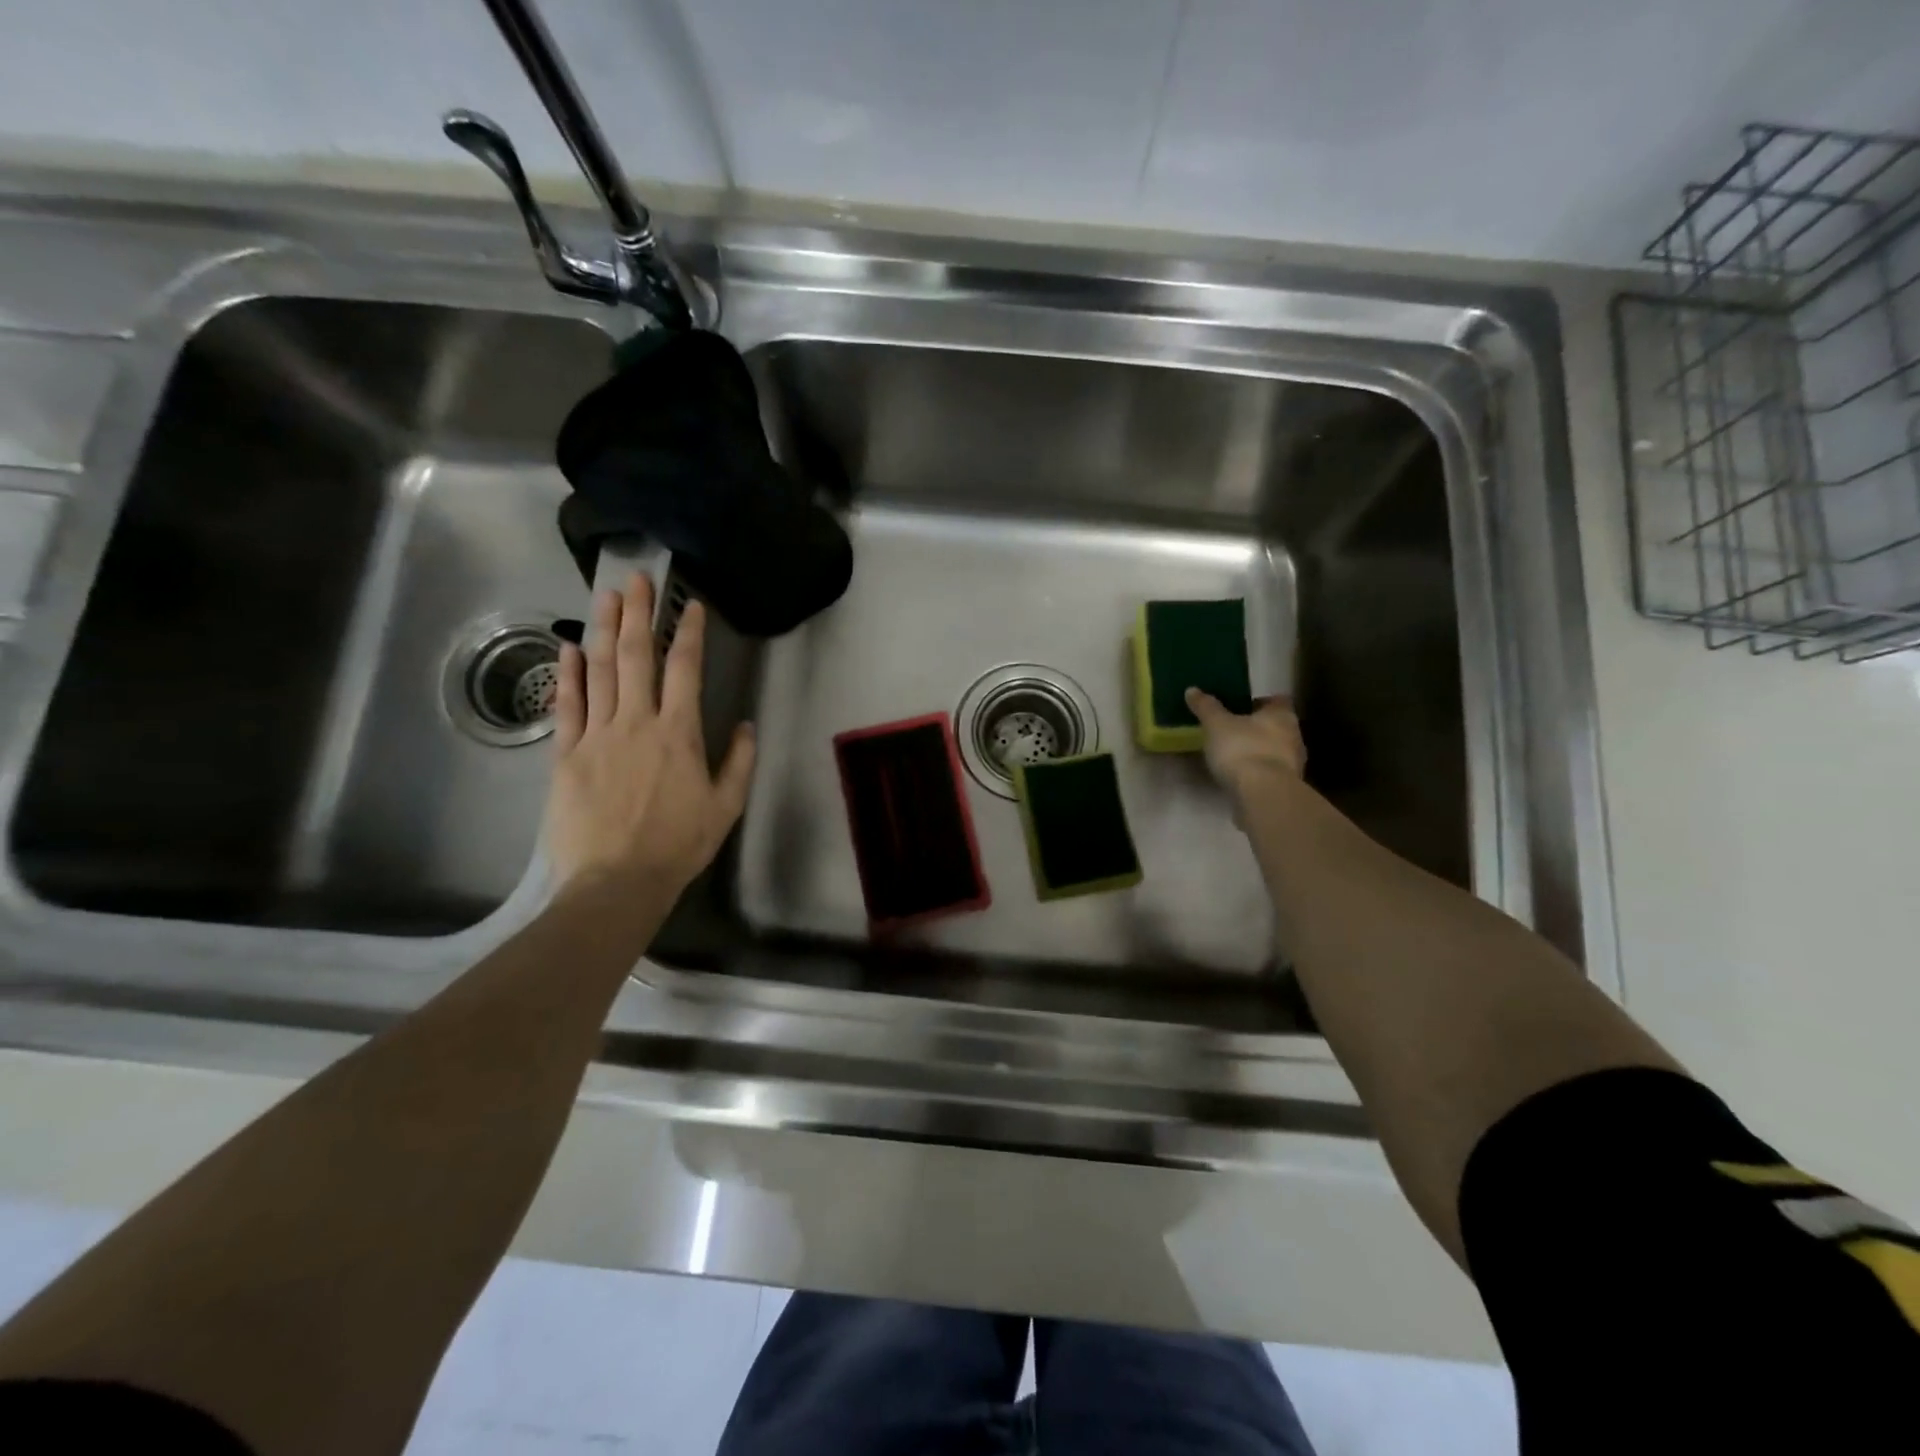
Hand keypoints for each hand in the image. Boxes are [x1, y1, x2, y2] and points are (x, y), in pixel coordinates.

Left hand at [544, 575, 755, 896]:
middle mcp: (636, 722)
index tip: (689, 605)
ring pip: (601, 671)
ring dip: (605, 630)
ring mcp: (597, 735)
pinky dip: (569, 674)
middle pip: (636, 657)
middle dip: (638, 614)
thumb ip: (739, 762)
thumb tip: (745, 725)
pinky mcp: (566, 754)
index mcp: (679, 734)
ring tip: (606, 597)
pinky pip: (568, 705)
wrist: (617, 881)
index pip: (685, 669)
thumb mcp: (726, 807)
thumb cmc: (679, 845)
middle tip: (636, 580)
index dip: (687, 632)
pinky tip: (570, 648)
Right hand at [1185, 689, 1306, 805]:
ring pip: (1276, 750)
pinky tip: (1240, 777)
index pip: (1277, 700)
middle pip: (1278, 726)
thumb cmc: (1242, 748)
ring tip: (1234, 755)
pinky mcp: (1286, 787)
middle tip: (1233, 730)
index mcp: (1282, 715)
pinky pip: (1270, 773)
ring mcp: (1294, 764)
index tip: (1241, 706)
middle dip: (1258, 728)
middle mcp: (1294, 736)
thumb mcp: (1216, 724)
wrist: (1262, 794)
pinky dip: (1258, 773)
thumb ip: (1206, 707)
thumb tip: (1192, 690)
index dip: (1260, 701)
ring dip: (1259, 751)